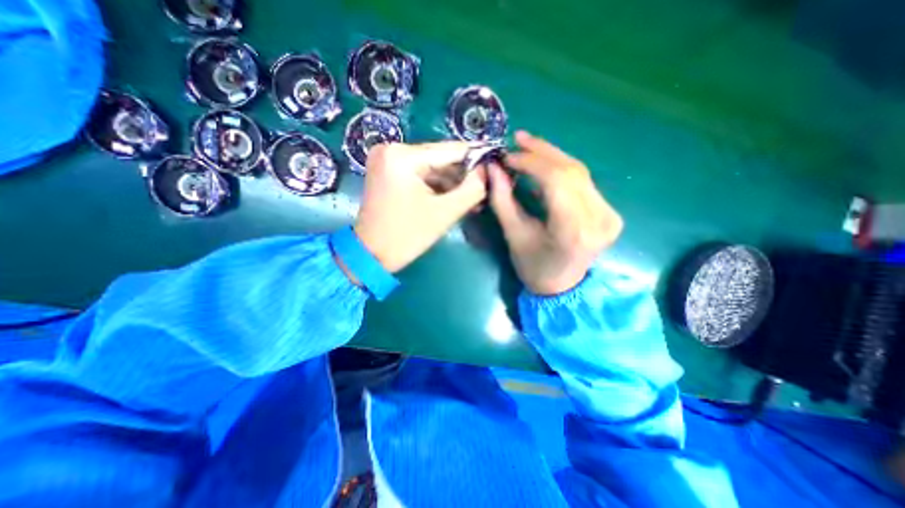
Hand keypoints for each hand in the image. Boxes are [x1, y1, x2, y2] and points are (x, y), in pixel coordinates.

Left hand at [352, 144, 487, 272]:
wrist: (370, 255)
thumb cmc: (407, 236)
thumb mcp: (444, 213)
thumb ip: (472, 189)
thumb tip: (486, 171)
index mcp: (402, 156)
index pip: (450, 150)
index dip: (476, 156)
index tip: (497, 161)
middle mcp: (392, 149)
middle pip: (440, 158)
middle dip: (463, 174)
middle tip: (485, 186)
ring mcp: (387, 160)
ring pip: (431, 167)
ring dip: (452, 182)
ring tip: (473, 197)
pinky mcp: (388, 172)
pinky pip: (420, 175)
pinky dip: (437, 186)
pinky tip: (454, 197)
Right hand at [487, 130, 623, 295]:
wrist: (562, 287)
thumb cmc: (534, 267)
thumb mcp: (513, 235)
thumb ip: (503, 199)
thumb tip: (493, 167)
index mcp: (573, 230)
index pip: (556, 180)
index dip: (531, 162)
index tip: (507, 156)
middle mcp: (598, 219)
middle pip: (571, 171)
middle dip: (542, 152)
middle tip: (518, 139)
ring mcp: (609, 215)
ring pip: (579, 172)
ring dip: (552, 157)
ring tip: (528, 147)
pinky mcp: (610, 212)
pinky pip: (583, 182)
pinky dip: (562, 170)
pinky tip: (544, 166)